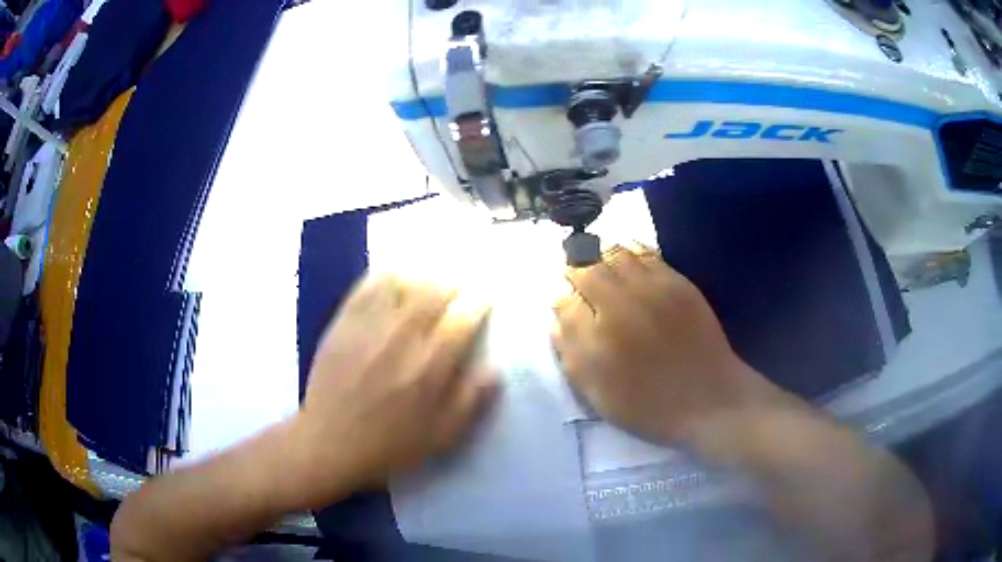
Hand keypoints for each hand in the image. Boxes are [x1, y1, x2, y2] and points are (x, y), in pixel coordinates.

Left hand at [287, 274, 494, 507]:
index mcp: (429, 367)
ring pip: (401, 283)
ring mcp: (368, 327)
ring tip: (432, 279)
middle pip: (433, 292)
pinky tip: (395, 277)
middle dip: (454, 282)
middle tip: (462, 284)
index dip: (478, 301)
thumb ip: (471, 400)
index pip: (462, 318)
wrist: (329, 443)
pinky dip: (386, 275)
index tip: (485, 296)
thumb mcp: (441, 436)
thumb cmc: (390, 445)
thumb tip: (495, 367)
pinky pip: (367, 287)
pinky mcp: (342, 324)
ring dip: (423, 275)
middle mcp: (400, 338)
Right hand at [553, 245, 774, 444]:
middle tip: (574, 274)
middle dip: (575, 267)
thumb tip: (558, 308)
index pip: (564, 297)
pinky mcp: (678, 283)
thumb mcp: (596, 391)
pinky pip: (647, 253)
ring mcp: (653, 288)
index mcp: (598, 333)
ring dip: (600, 253)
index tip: (561, 298)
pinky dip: (630, 249)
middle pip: (587, 266)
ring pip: (616, 252)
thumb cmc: (647, 403)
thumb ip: (569, 348)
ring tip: (598, 262)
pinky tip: (627, 256)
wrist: (708, 399)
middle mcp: (622, 302)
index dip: (559, 295)